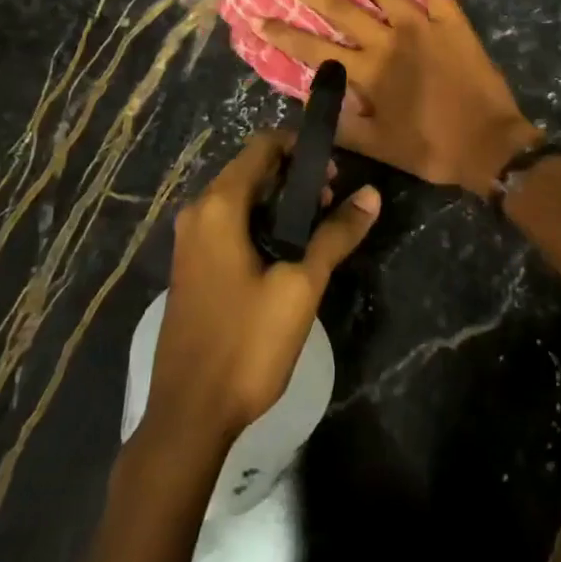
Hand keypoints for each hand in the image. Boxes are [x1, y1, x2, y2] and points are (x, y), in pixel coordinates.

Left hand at [143, 131, 379, 447]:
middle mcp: (198, 212)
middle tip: (332, 203)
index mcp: (219, 205)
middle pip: (251, 169)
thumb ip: (336, 235)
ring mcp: (190, 241)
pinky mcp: (192, 265)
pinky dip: (260, 222)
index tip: (334, 173)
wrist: (189, 416)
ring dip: (280, 201)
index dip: (301, 149)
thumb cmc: (246, 344)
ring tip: (317, 230)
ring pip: (241, 197)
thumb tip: (371, 194)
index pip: (262, 146)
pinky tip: (286, 253)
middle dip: (294, 176)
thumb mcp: (301, 287)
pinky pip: (228, 223)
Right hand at [261, 0, 542, 195]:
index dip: (283, 34)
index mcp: (368, 72)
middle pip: (342, 7)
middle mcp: (389, 40)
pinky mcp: (452, 21)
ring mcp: (423, 26)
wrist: (489, 146)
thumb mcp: (379, 147)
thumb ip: (341, 124)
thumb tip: (308, 102)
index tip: (257, 18)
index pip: (314, 49)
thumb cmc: (432, 148)